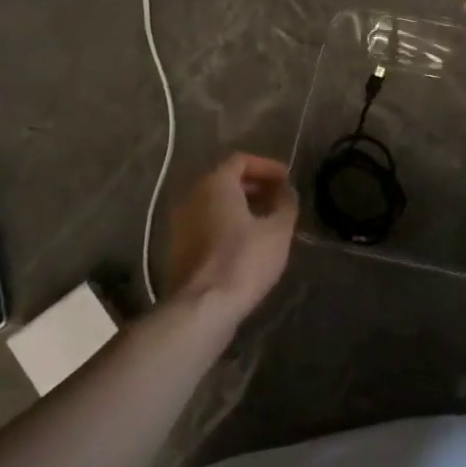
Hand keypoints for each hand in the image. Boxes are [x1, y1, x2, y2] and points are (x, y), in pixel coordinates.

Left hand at [165, 153, 298, 317]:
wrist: (203, 306)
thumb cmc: (244, 260)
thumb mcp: (278, 230)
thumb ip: (286, 203)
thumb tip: (286, 191)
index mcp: (215, 184)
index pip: (241, 160)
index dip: (267, 166)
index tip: (287, 180)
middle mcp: (192, 196)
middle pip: (225, 180)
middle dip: (254, 186)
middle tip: (279, 198)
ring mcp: (180, 223)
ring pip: (214, 204)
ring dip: (241, 206)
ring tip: (267, 221)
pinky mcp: (178, 247)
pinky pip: (206, 223)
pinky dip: (227, 224)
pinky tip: (247, 242)